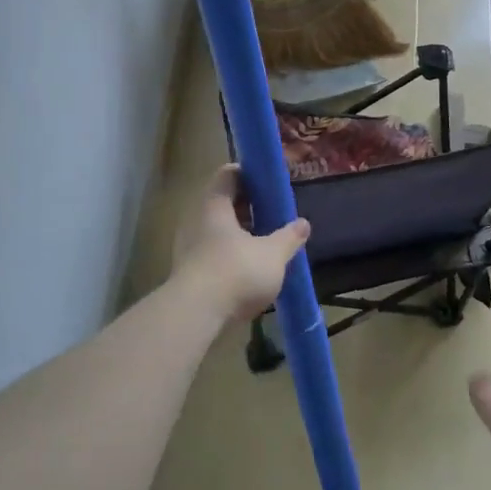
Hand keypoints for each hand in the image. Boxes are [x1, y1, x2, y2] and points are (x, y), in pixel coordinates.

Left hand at [171, 164, 309, 324]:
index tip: (269, 184)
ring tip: (264, 244)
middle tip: (272, 215)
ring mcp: (187, 246)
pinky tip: (248, 271)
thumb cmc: (236, 272)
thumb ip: (289, 237)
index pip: (228, 174)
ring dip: (239, 234)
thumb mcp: (273, 254)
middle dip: (247, 207)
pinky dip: (230, 255)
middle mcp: (196, 219)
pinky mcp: (187, 272)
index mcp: (215, 205)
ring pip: (216, 230)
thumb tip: (304, 223)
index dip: (249, 175)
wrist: (196, 314)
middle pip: (222, 203)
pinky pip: (211, 253)